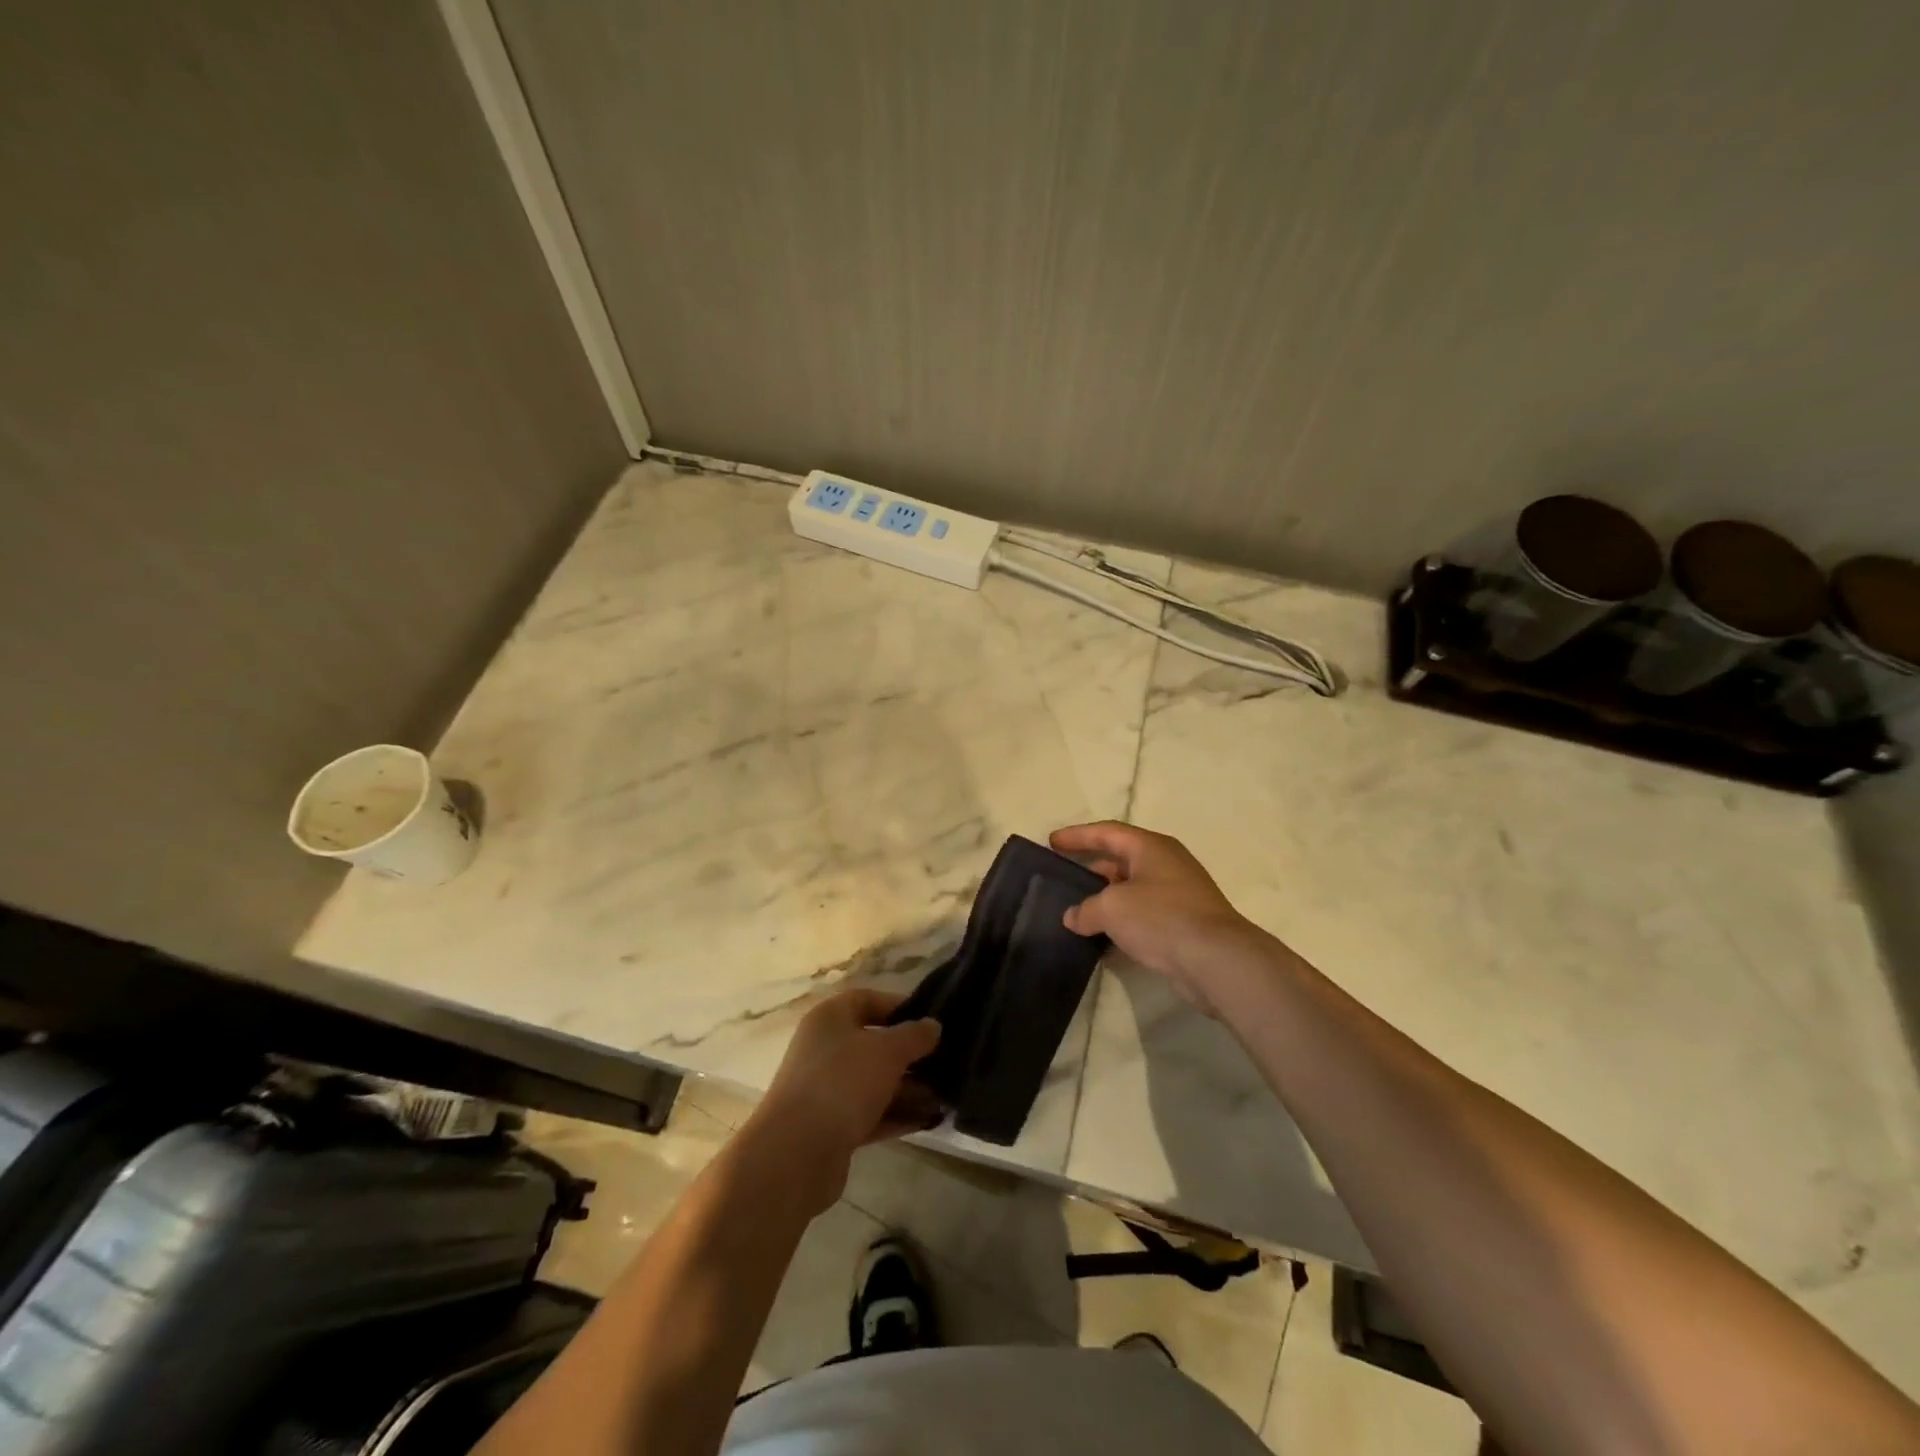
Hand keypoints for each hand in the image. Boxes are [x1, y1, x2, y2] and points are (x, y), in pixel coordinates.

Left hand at [748, 989, 942, 1212]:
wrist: (796, 1153)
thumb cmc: (843, 1082)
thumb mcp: (887, 1051)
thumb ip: (914, 1036)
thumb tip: (932, 1025)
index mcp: (830, 1018)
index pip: (868, 1000)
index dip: (900, 1006)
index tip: (932, 1020)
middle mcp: (825, 1048)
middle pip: (873, 1043)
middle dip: (909, 1054)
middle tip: (945, 1062)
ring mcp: (826, 1089)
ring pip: (874, 1081)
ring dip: (908, 1088)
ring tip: (945, 1095)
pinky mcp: (832, 1126)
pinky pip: (871, 1112)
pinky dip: (897, 1114)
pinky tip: (930, 1120)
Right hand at [1051, 821, 1259, 1016]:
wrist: (1216, 959)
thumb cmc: (1161, 917)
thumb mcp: (1112, 908)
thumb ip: (1085, 909)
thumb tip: (1073, 917)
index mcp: (1151, 847)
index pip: (1107, 832)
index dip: (1078, 835)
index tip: (1052, 842)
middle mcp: (1166, 865)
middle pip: (1121, 860)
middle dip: (1091, 870)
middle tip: (1063, 880)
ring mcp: (1178, 895)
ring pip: (1132, 891)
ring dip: (1105, 901)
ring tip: (1076, 913)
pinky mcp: (1183, 925)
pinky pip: (1144, 917)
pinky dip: (1122, 924)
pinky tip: (1101, 942)